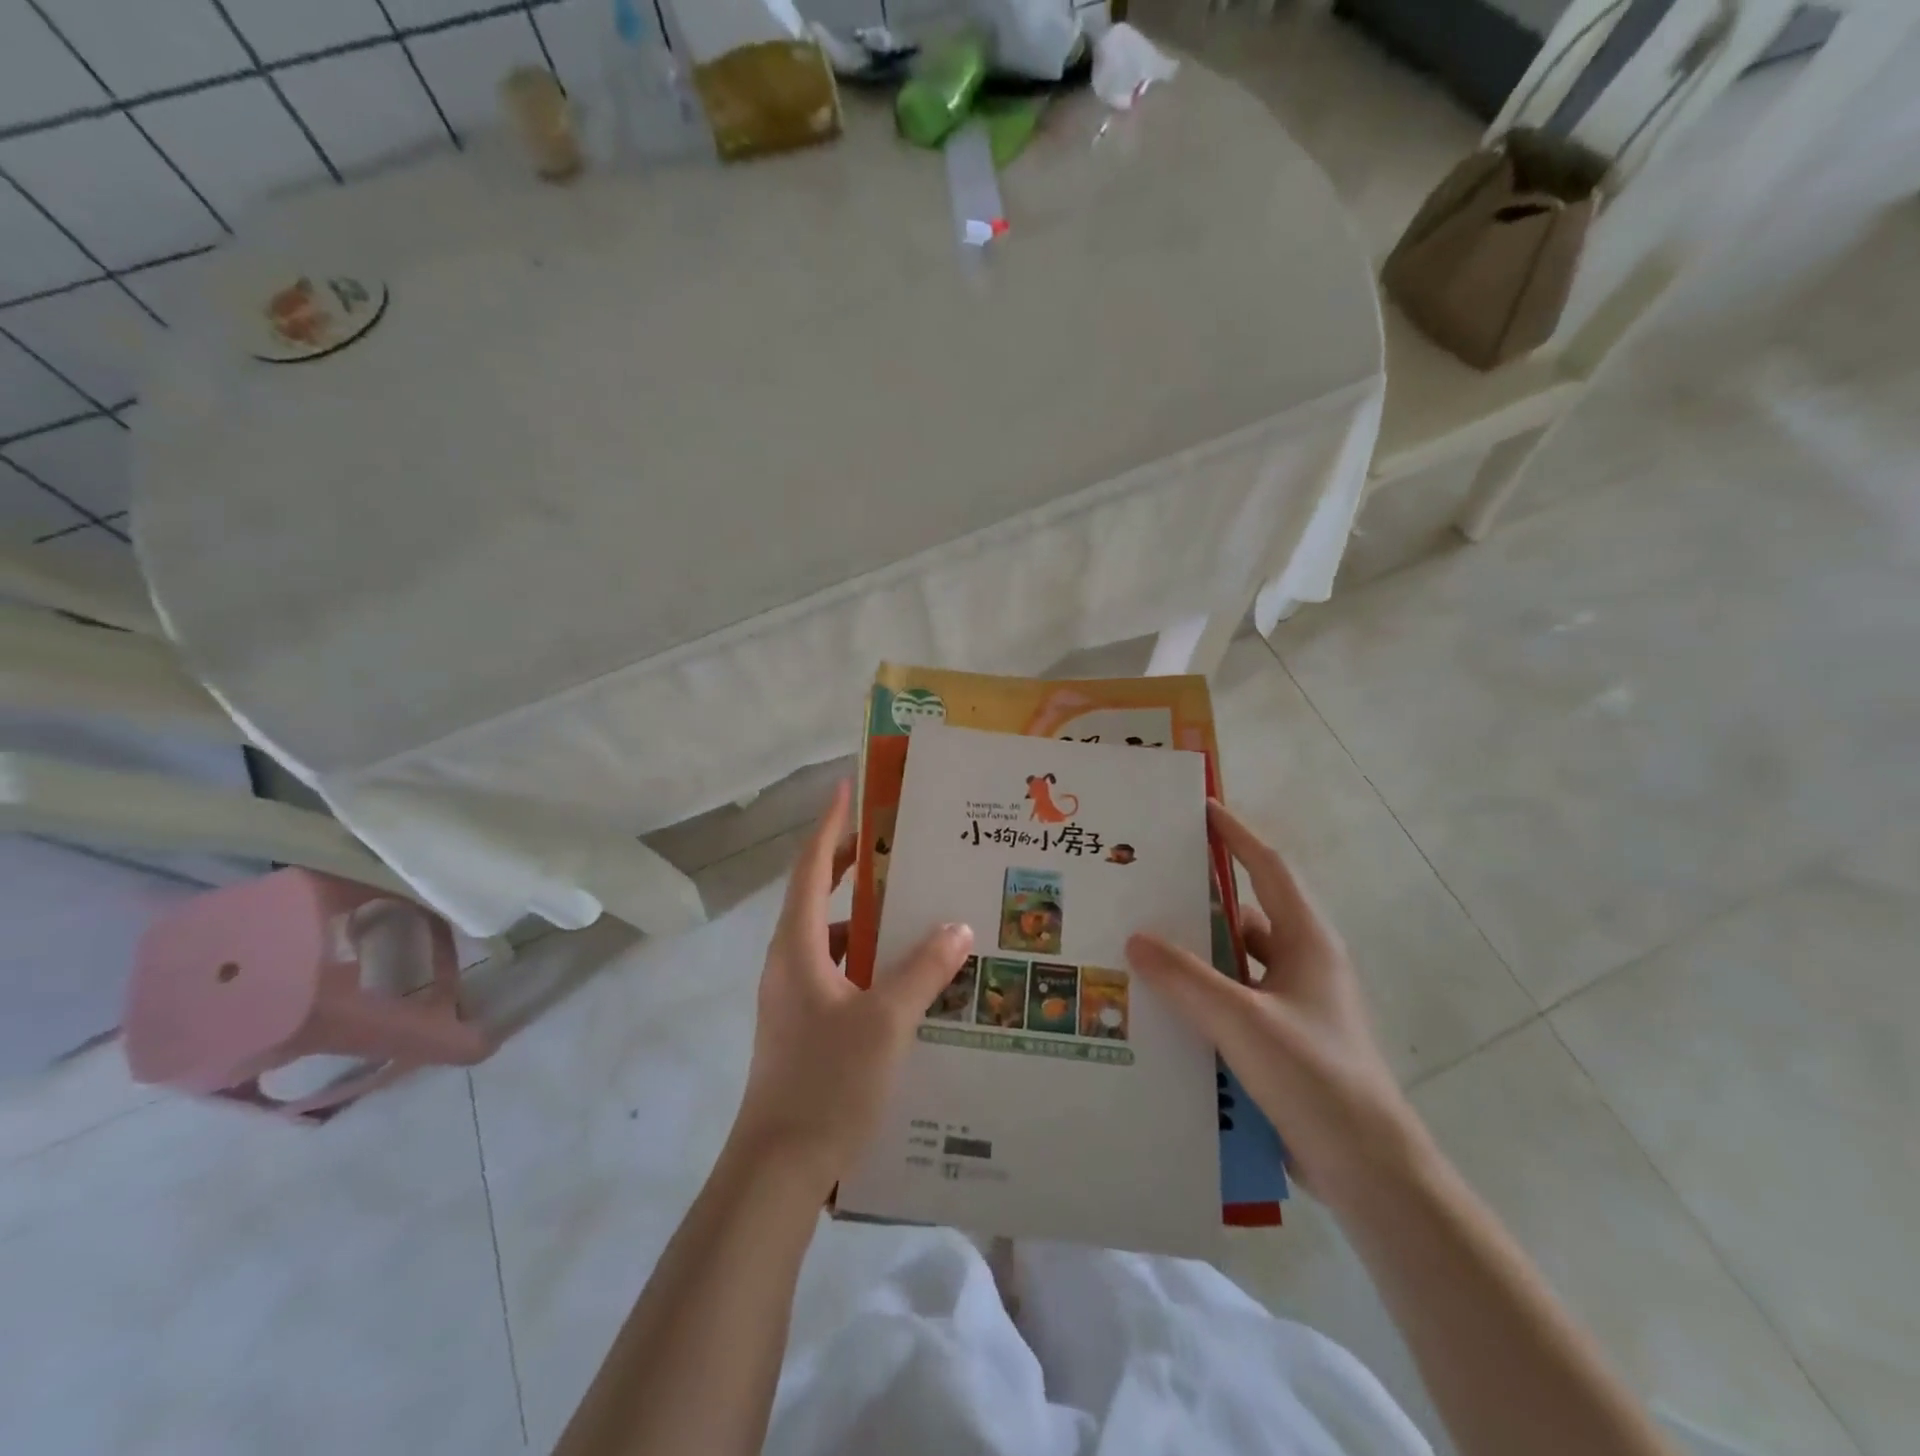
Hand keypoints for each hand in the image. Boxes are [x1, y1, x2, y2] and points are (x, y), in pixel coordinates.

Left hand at [729, 780, 975, 1196]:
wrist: (778, 1170)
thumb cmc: (827, 1082)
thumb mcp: (885, 1020)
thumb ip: (923, 969)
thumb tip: (957, 925)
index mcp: (798, 946)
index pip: (812, 867)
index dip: (830, 825)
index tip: (848, 789)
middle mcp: (790, 962)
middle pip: (819, 896)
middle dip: (854, 866)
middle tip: (897, 845)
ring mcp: (795, 998)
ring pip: (833, 940)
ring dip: (869, 920)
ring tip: (917, 911)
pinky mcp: (806, 1027)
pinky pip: (841, 975)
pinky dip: (871, 963)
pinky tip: (910, 981)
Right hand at [1126, 800, 1427, 1215]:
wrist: (1370, 1171)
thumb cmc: (1316, 1078)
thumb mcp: (1243, 1021)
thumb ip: (1187, 978)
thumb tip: (1136, 938)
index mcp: (1307, 942)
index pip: (1269, 868)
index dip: (1237, 834)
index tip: (1202, 809)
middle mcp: (1302, 964)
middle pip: (1245, 913)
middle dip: (1199, 897)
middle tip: (1148, 883)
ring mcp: (1293, 1005)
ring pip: (1236, 961)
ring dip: (1196, 953)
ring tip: (1140, 943)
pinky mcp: (1282, 1041)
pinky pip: (1233, 1000)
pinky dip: (1201, 995)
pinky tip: (1161, 1005)